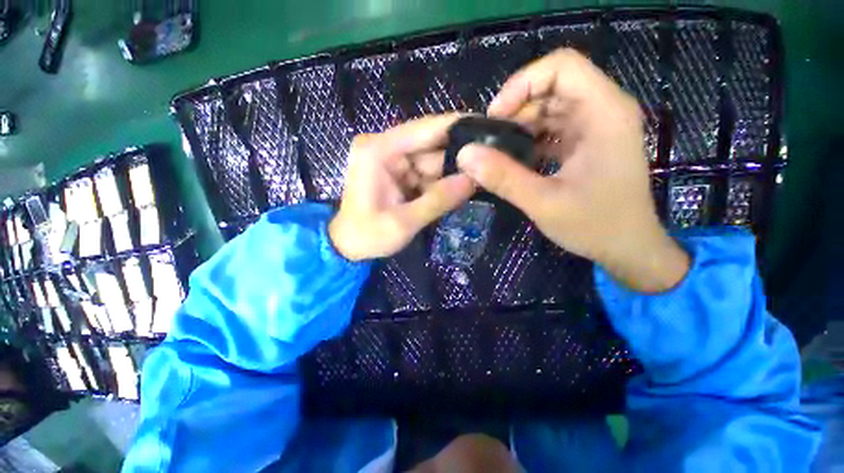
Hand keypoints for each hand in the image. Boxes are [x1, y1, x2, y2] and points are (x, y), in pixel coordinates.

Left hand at [330, 114, 475, 261]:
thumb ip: (438, 200)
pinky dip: (440, 182)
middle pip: (431, 144)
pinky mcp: (397, 170)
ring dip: (451, 173)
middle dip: (458, 158)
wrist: (348, 246)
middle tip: (488, 169)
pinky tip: (456, 191)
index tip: (490, 130)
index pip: (424, 129)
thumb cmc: (368, 236)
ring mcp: (392, 158)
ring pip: (432, 159)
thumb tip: (474, 180)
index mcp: (378, 151)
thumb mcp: (404, 223)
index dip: (457, 127)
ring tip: (476, 183)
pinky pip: (426, 171)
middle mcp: (384, 147)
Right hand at [457, 49, 687, 291]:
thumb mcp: (543, 203)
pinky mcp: (587, 143)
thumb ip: (503, 178)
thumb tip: (465, 156)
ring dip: (520, 126)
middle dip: (516, 109)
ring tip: (498, 153)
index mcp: (604, 113)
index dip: (522, 84)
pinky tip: (515, 160)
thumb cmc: (596, 226)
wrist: (628, 248)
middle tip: (491, 142)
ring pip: (550, 107)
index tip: (496, 118)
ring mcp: (596, 127)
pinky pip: (553, 128)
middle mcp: (603, 110)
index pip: (561, 67)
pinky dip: (530, 139)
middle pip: (552, 86)